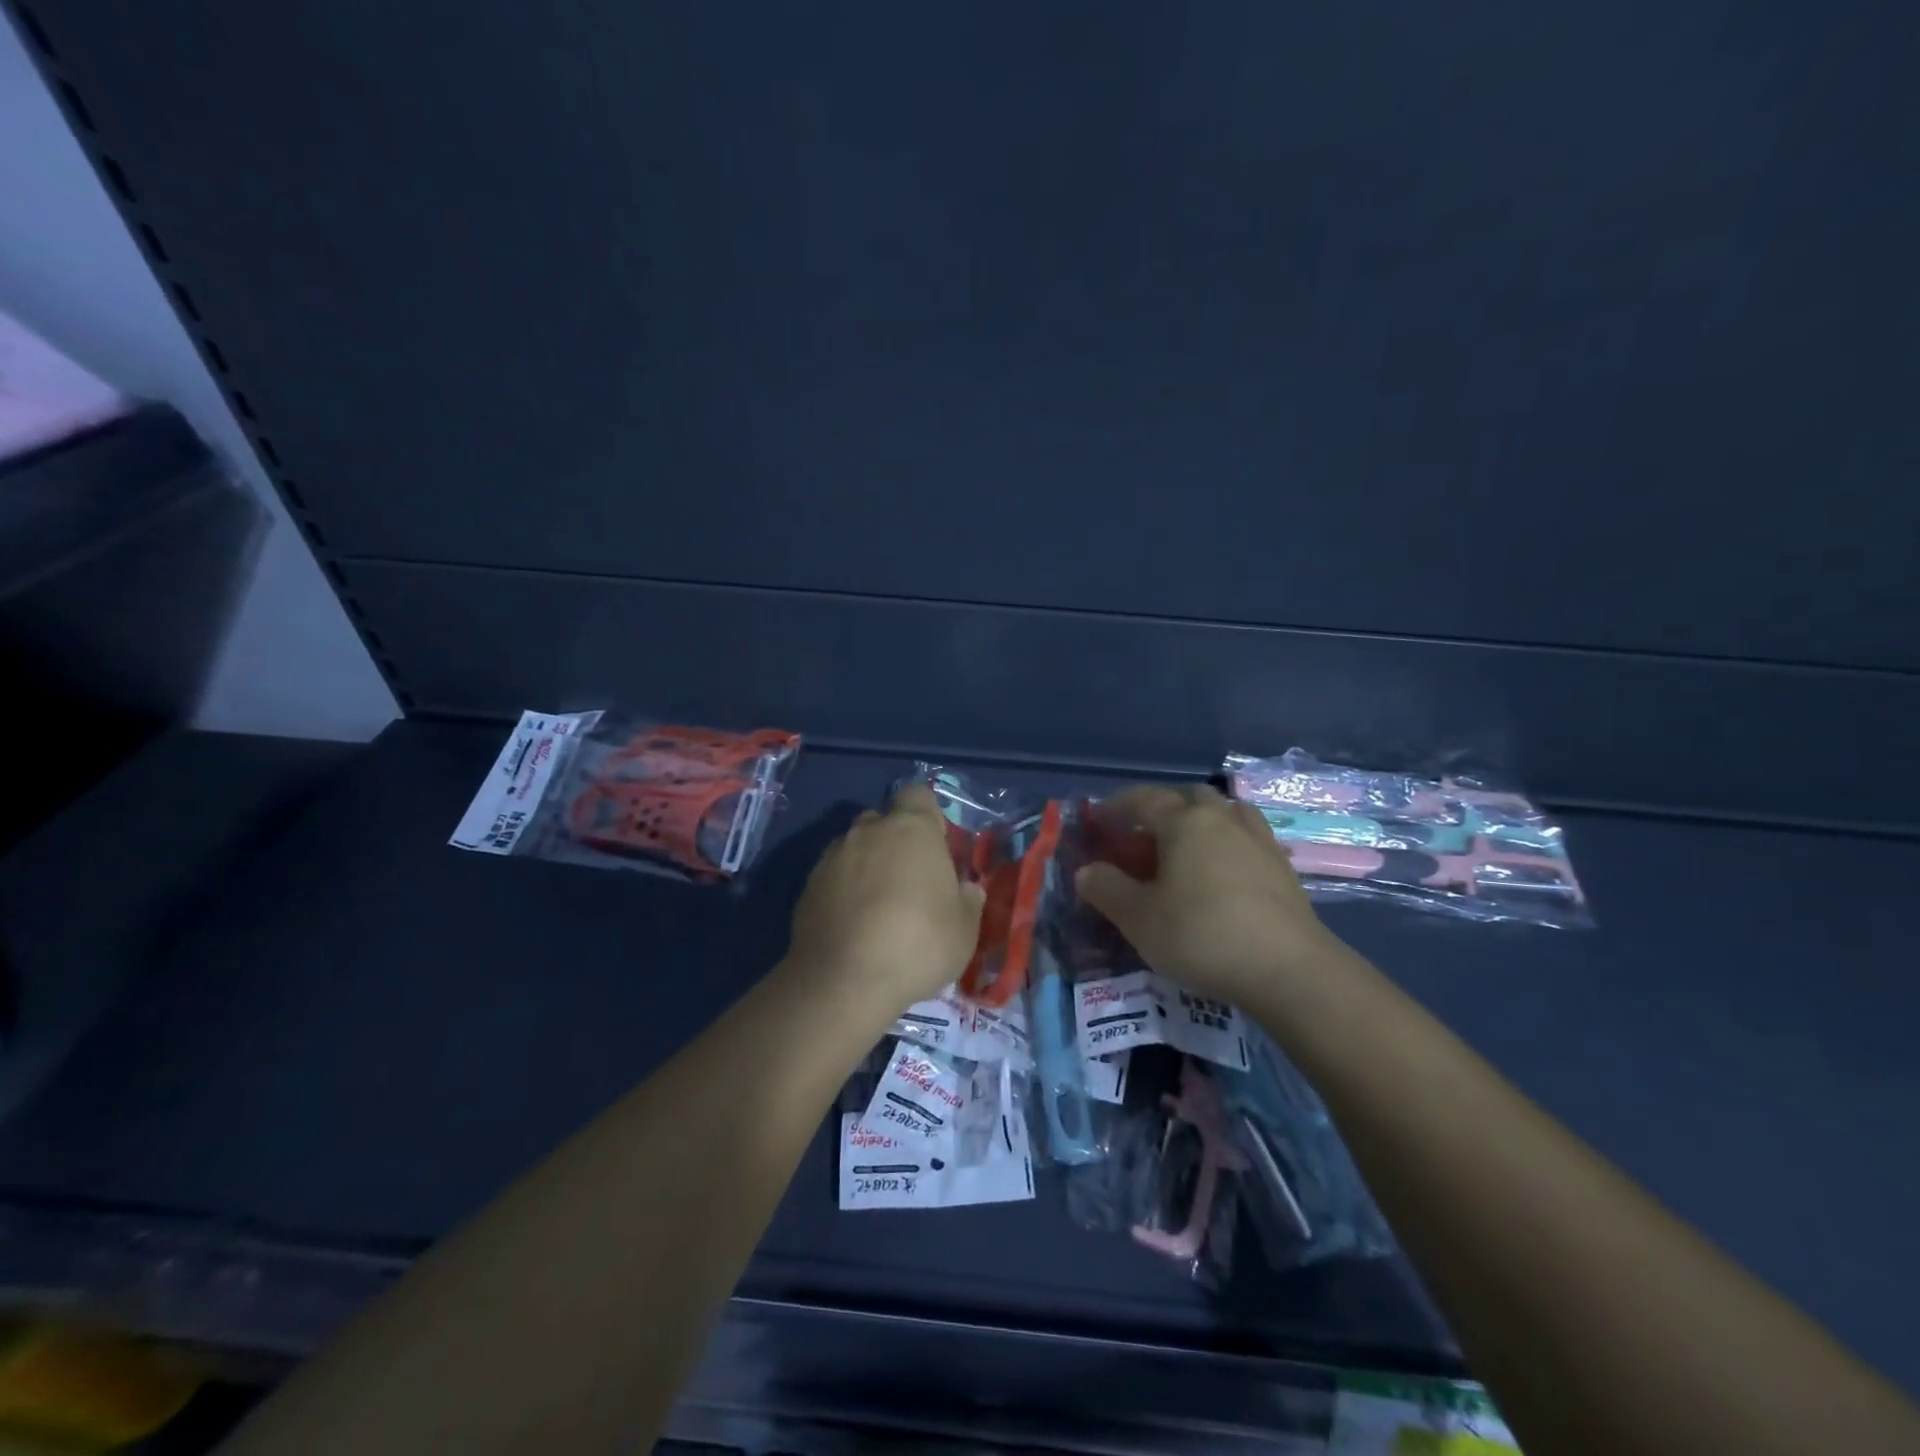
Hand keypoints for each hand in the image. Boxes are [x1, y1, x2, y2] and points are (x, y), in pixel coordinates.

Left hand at [786, 783, 985, 1009]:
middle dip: (895, 840)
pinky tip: (853, 922)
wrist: (844, 981)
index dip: (928, 815)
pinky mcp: (808, 885)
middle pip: (884, 819)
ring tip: (878, 905)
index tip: (936, 846)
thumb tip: (966, 888)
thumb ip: (969, 900)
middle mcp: (869, 831)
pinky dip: (844, 889)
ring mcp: (833, 856)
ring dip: (868, 864)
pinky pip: (833, 875)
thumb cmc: (918, 945)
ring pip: (855, 847)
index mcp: (912, 828)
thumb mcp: (965, 930)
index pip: (918, 794)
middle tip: (910, 879)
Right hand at [1075, 784, 1339, 1003]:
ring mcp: (1259, 840)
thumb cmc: (1202, 935)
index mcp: (1185, 822)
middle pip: (1190, 796)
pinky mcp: (1282, 868)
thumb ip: (1107, 889)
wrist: (1289, 970)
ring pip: (1226, 812)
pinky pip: (1248, 838)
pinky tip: (1223, 870)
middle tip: (1145, 833)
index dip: (1118, 806)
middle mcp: (1223, 819)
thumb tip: (1086, 871)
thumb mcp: (1139, 918)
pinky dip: (1229, 843)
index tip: (1101, 818)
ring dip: (1203, 819)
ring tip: (1188, 845)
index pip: (1144, 799)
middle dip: (1164, 807)